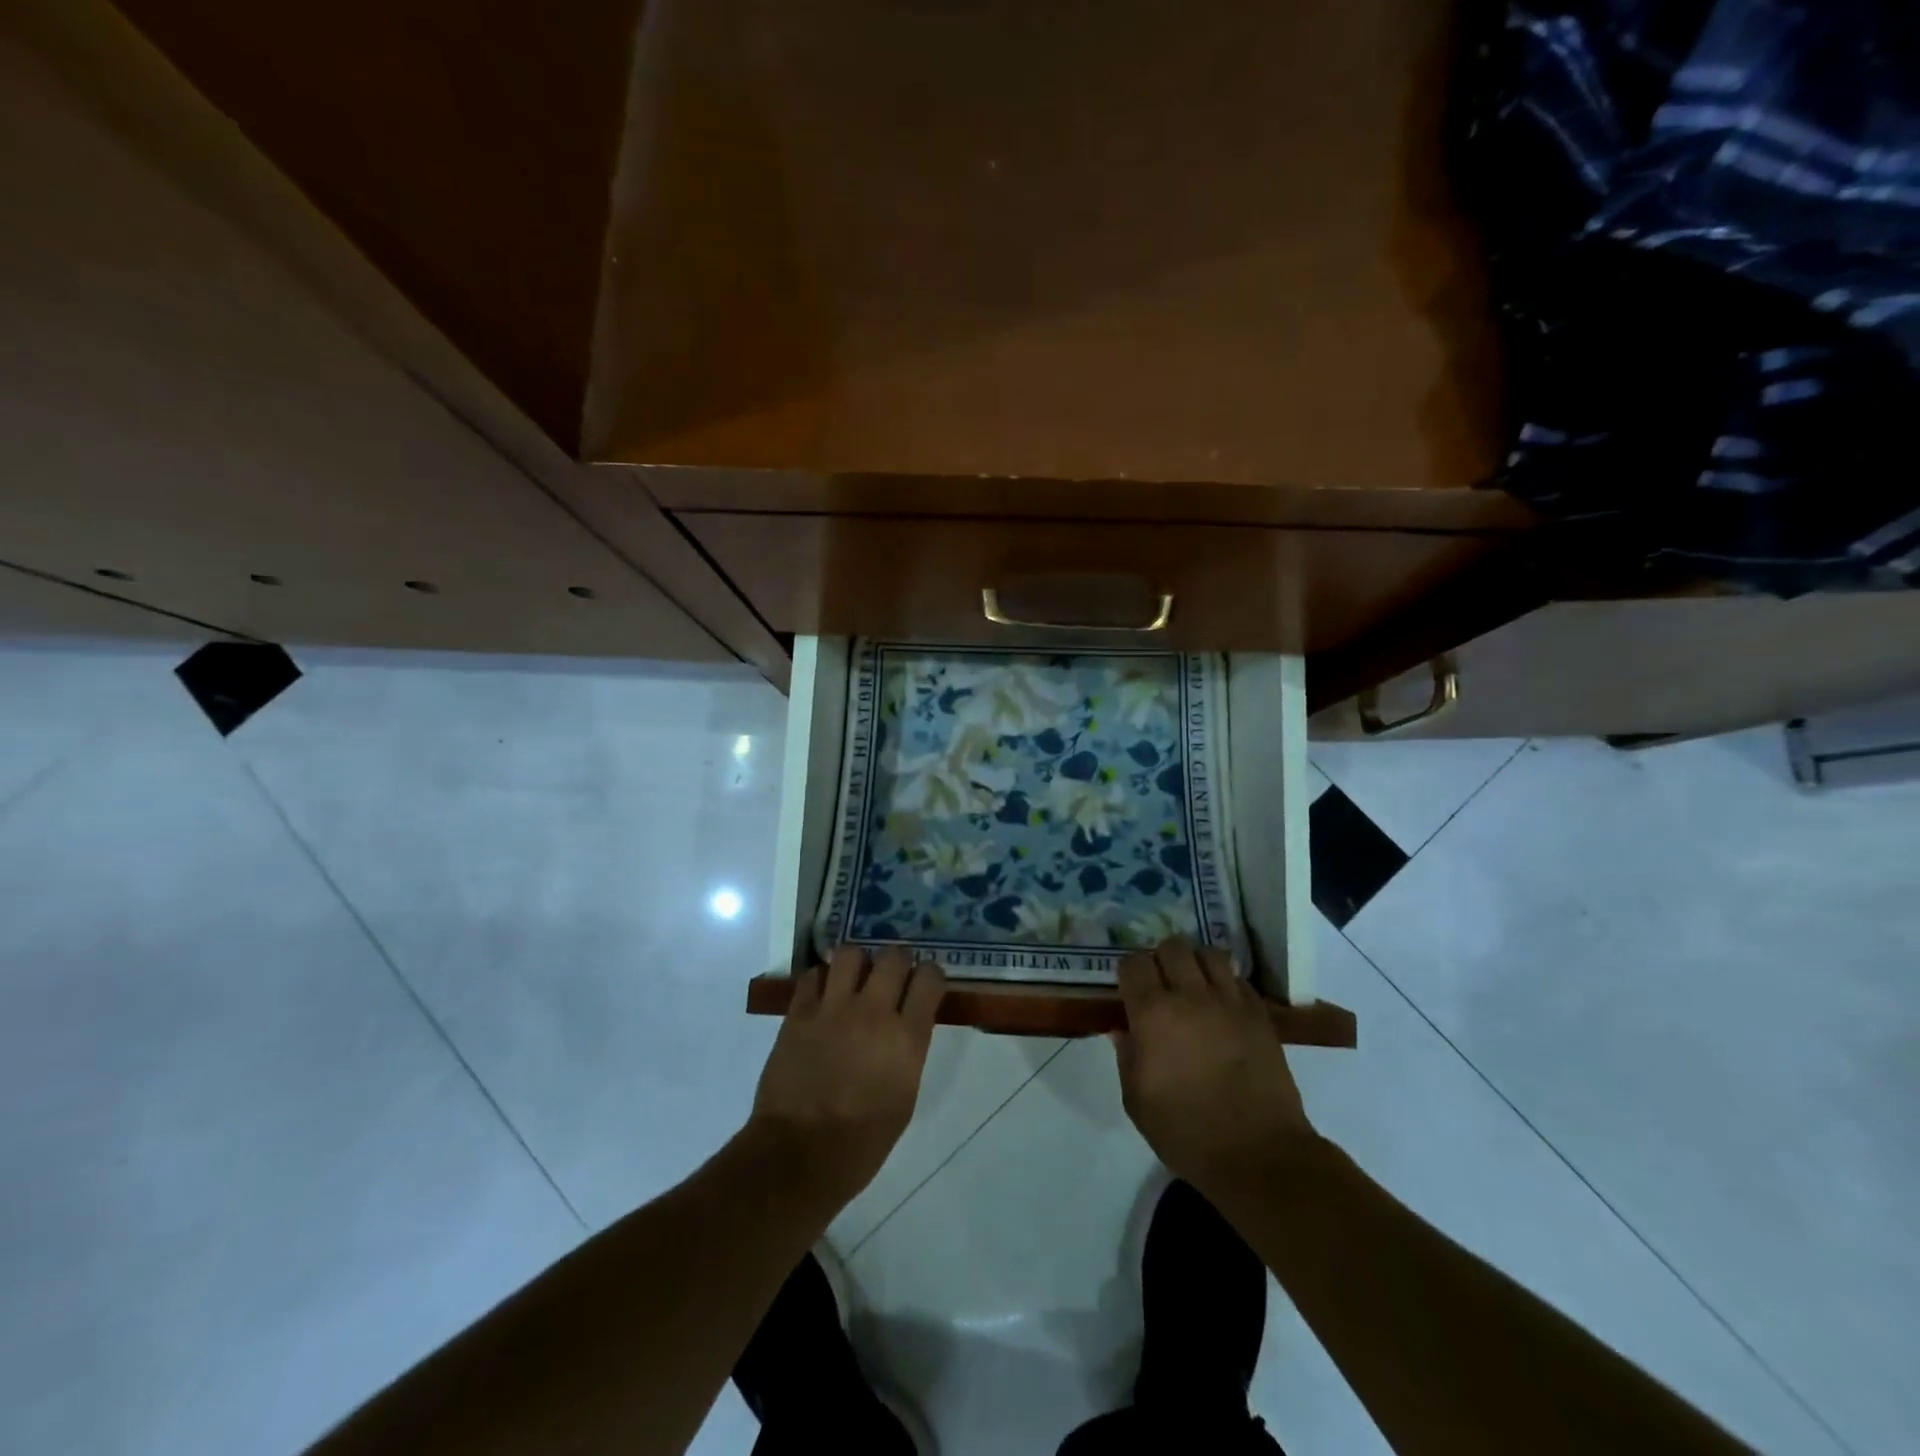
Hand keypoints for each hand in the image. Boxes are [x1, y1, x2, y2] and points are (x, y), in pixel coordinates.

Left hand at [747, 946, 945, 1207]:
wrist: (800, 1156)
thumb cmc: (862, 1142)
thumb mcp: (904, 1097)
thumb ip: (909, 1051)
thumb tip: (906, 1025)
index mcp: (907, 1038)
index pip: (929, 978)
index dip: (930, 975)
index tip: (925, 983)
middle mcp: (874, 1012)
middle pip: (894, 956)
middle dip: (897, 960)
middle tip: (892, 974)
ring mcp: (833, 1009)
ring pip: (851, 953)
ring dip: (858, 962)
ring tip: (854, 978)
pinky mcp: (799, 1013)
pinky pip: (813, 975)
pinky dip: (822, 979)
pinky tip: (823, 995)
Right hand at [1112, 939, 1316, 1195]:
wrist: (1259, 1154)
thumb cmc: (1187, 1132)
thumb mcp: (1137, 1102)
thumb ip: (1127, 1057)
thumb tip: (1123, 1029)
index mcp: (1153, 1014)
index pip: (1133, 964)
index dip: (1128, 971)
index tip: (1129, 988)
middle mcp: (1190, 996)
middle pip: (1172, 947)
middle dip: (1161, 959)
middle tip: (1161, 983)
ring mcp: (1229, 1002)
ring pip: (1209, 954)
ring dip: (1196, 963)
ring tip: (1194, 985)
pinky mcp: (1260, 1014)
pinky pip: (1238, 979)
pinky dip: (1226, 983)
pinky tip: (1222, 1006)